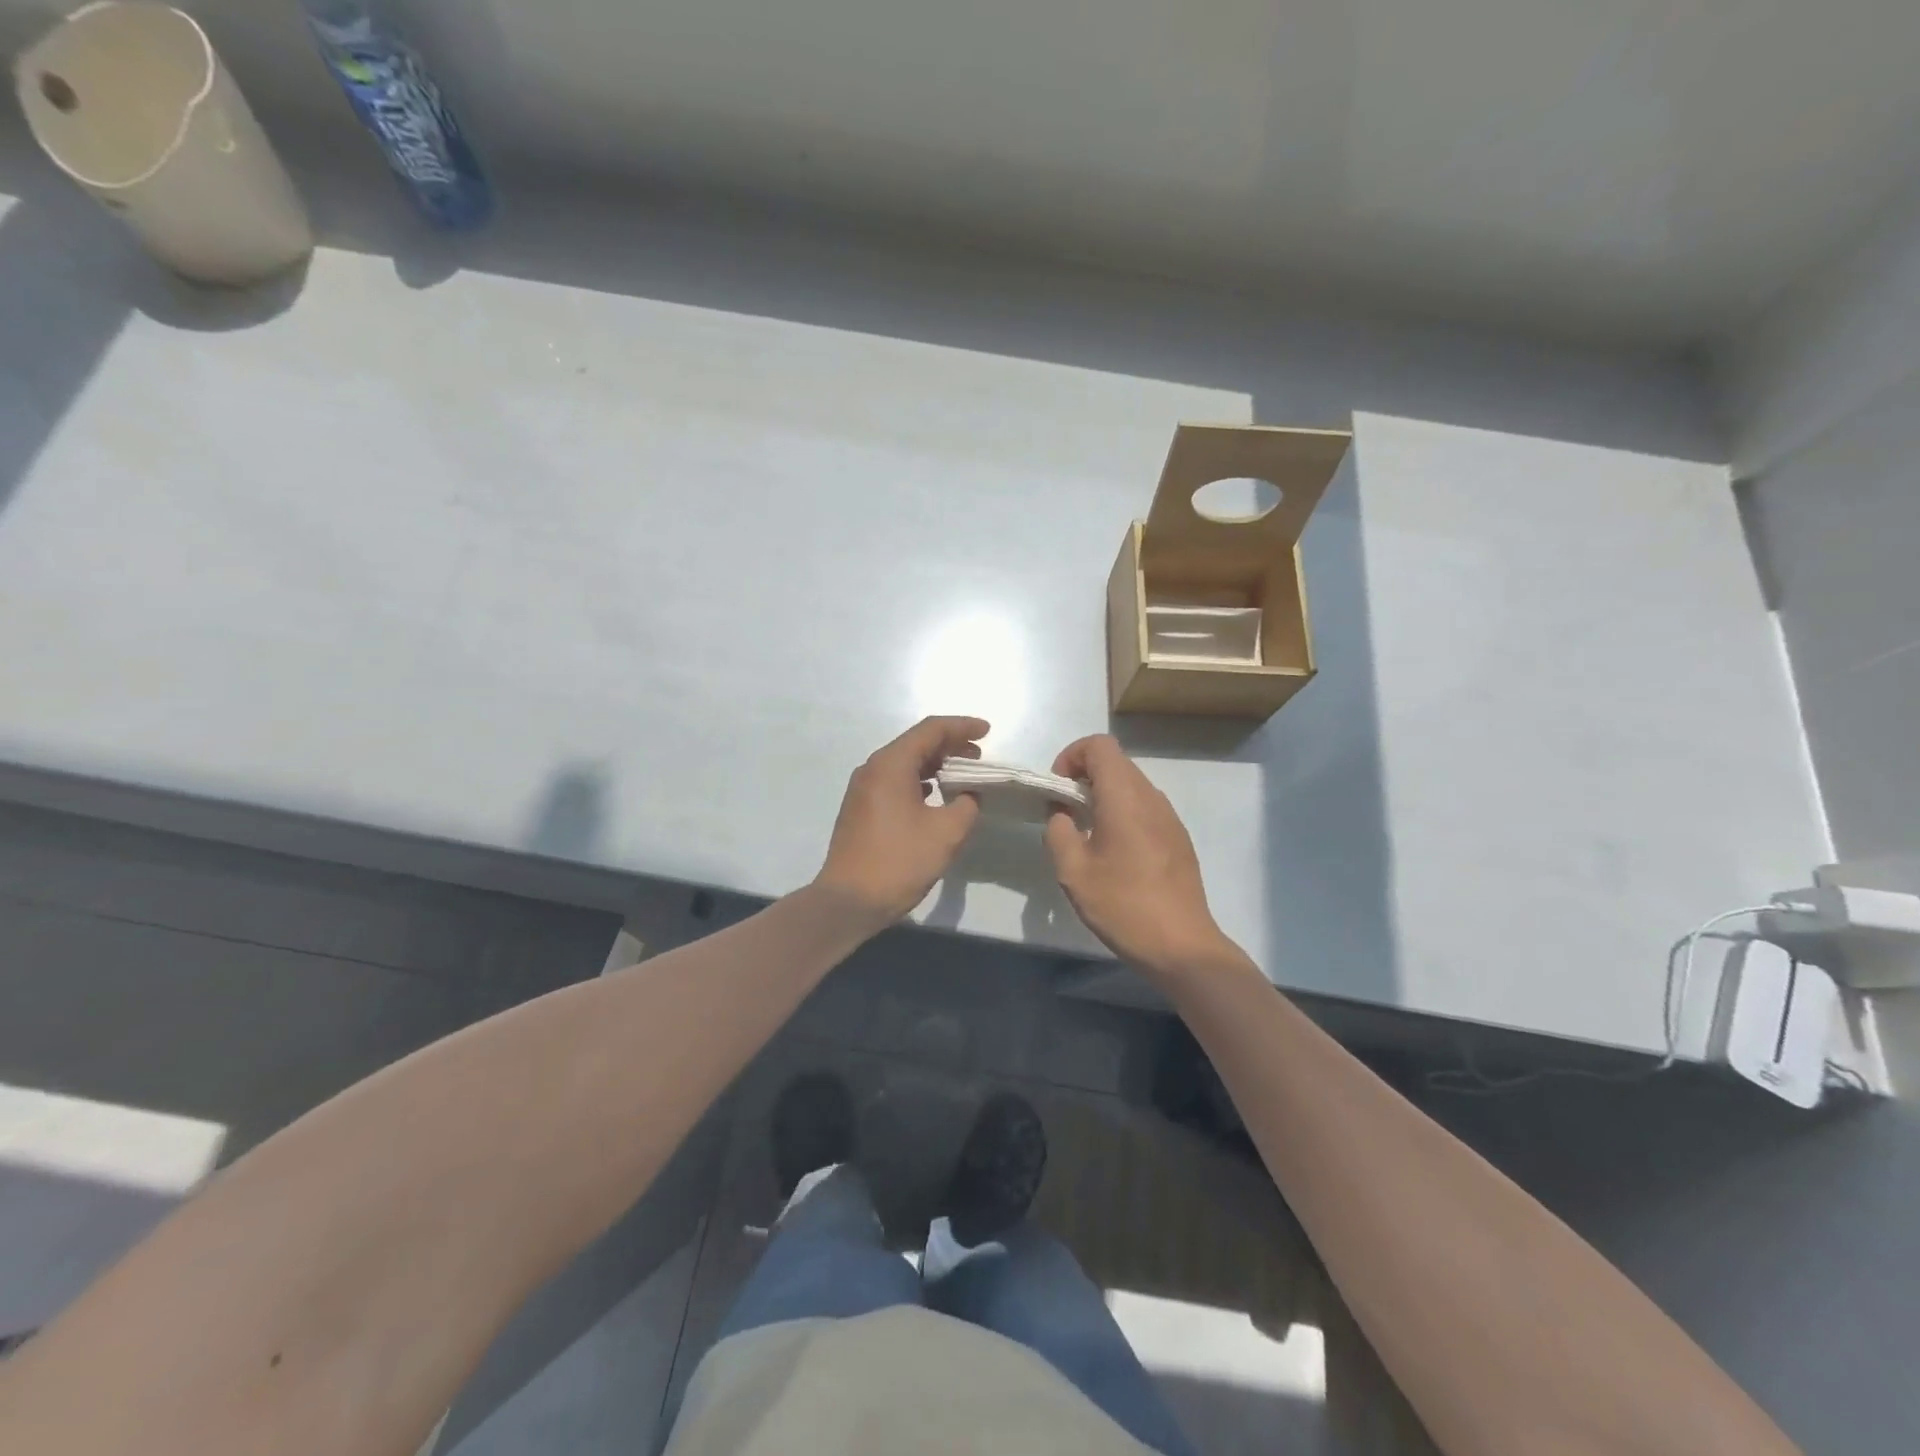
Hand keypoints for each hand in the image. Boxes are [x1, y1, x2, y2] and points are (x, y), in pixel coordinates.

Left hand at [813, 716, 987, 923]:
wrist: (849, 901)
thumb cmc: (899, 861)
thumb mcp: (946, 833)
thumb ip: (967, 805)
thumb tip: (969, 795)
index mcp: (891, 765)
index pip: (931, 730)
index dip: (962, 727)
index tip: (987, 732)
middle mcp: (873, 769)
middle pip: (916, 744)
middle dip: (950, 746)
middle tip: (979, 756)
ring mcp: (863, 789)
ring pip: (905, 764)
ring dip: (935, 765)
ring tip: (963, 776)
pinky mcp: (861, 809)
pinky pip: (895, 782)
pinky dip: (920, 782)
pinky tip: (936, 797)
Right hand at [1043, 734, 1238, 981]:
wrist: (1182, 945)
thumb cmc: (1123, 905)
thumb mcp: (1073, 871)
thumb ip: (1058, 831)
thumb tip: (1062, 813)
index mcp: (1125, 797)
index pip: (1099, 745)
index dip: (1072, 756)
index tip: (1057, 789)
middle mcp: (1151, 797)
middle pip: (1115, 762)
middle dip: (1084, 777)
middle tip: (1065, 813)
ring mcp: (1169, 816)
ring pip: (1131, 785)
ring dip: (1103, 796)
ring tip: (1087, 834)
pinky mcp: (1178, 837)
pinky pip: (1144, 807)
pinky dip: (1122, 813)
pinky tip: (1114, 853)